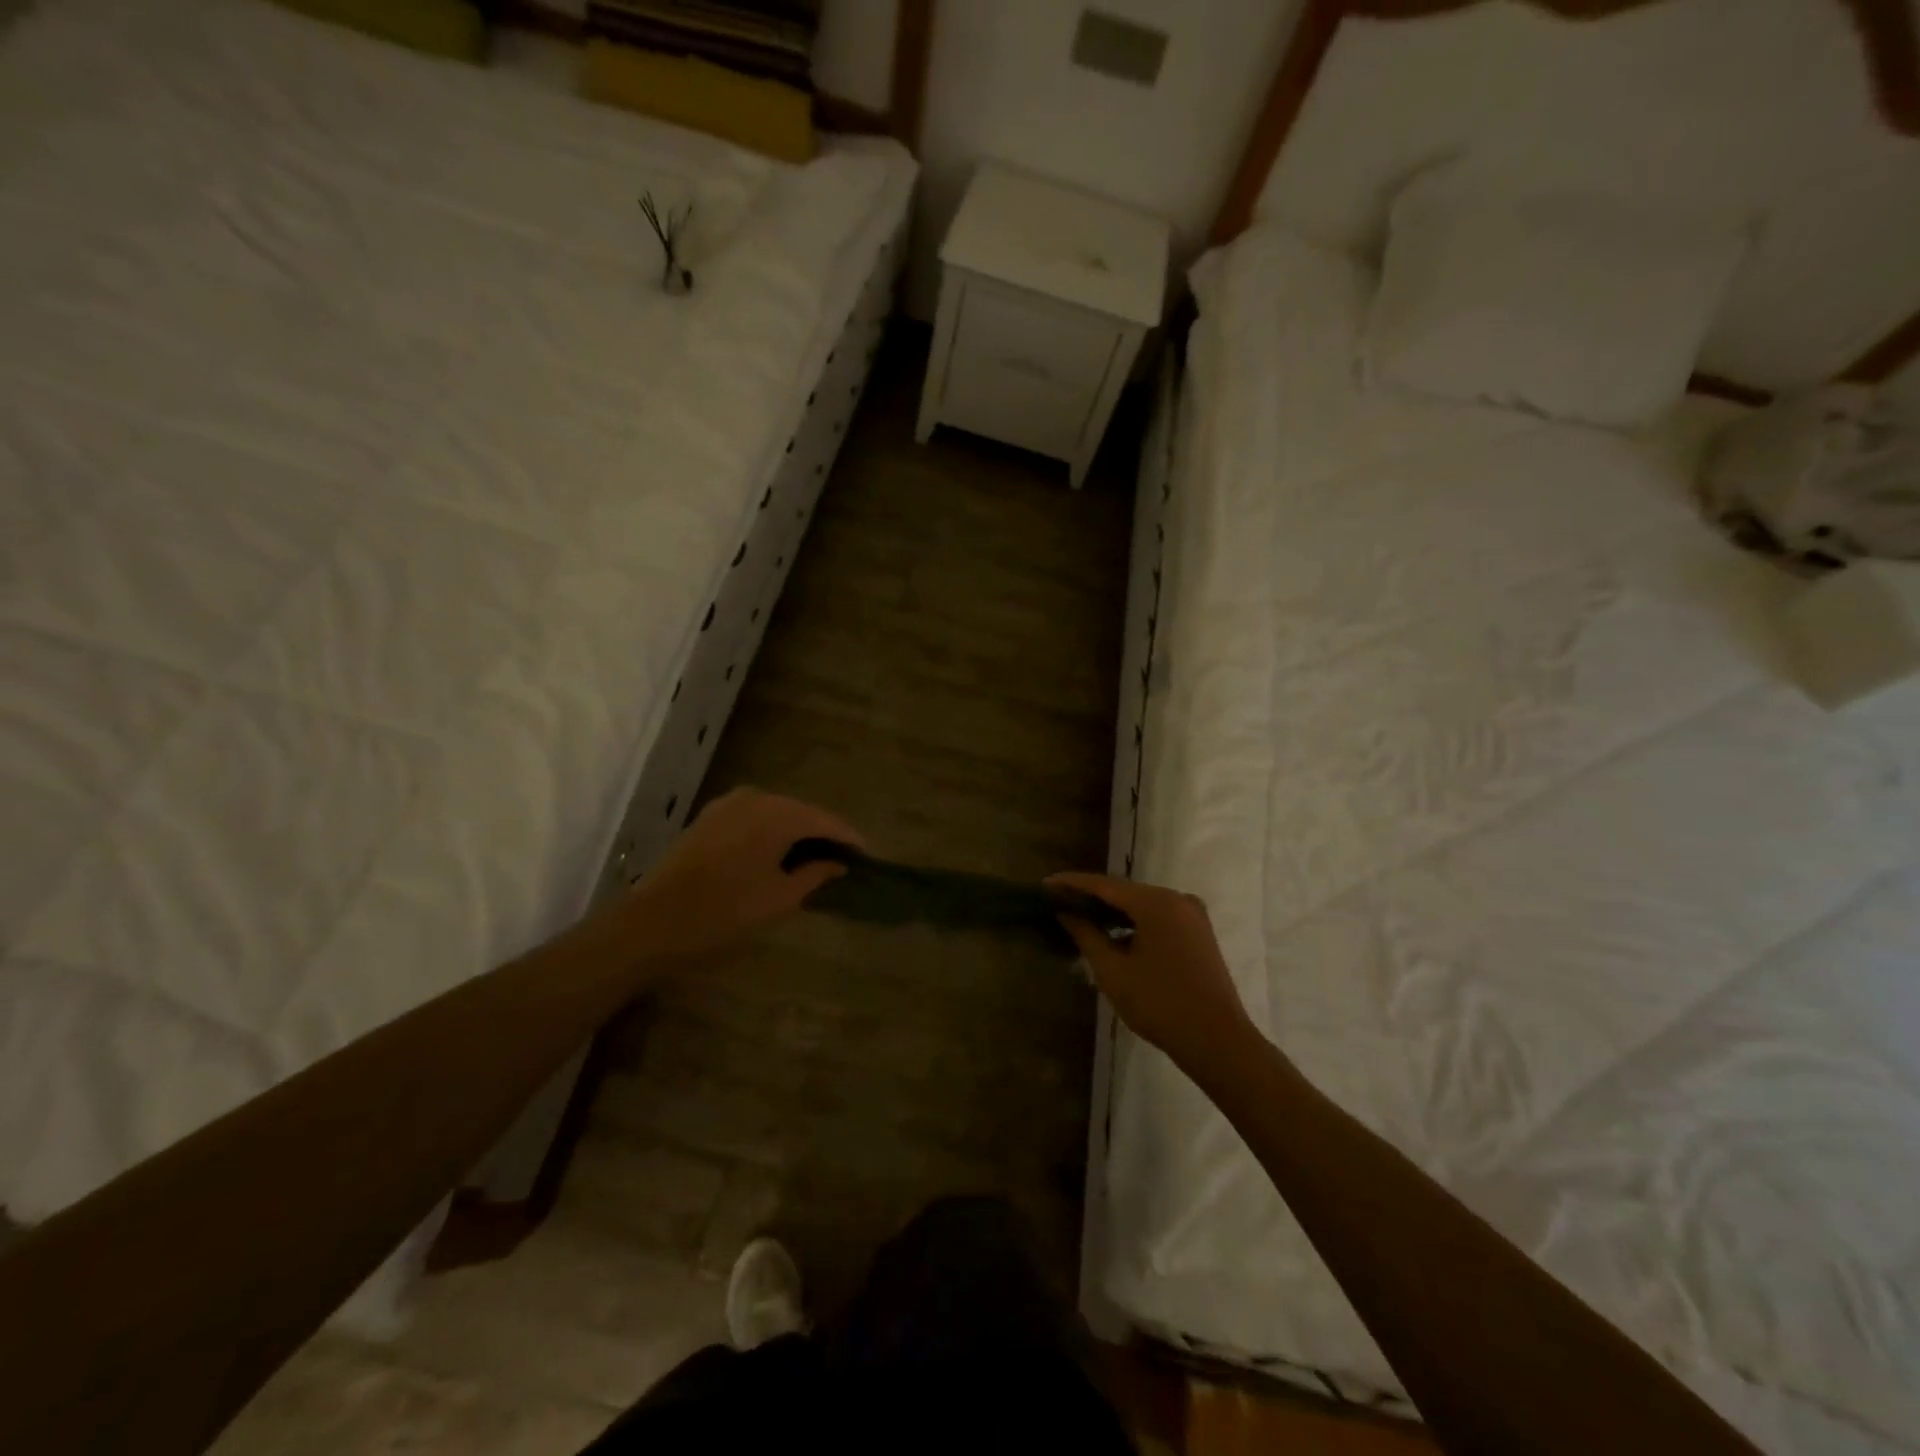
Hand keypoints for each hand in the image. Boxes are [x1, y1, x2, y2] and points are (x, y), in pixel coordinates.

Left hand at [627, 788, 863, 960]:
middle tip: (844, 859)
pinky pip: (754, 818)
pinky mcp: (710, 818)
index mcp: (778, 814)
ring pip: (777, 813)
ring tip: (814, 858)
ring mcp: (729, 804)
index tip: (868, 855)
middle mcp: (756, 798)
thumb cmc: (726, 913)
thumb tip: (837, 863)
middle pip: (802, 812)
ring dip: (796, 832)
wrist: (653, 923)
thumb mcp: (780, 899)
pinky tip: (778, 854)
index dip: (849, 838)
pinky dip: (771, 832)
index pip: (826, 820)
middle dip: (824, 833)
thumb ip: (815, 874)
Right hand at [1046, 872, 1254, 1072]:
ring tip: (1081, 919)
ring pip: (1142, 905)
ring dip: (1114, 912)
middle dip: (1092, 897)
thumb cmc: (1160, 1004)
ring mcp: (1192, 915)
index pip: (1104, 885)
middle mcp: (1177, 898)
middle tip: (1060, 903)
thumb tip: (1066, 913)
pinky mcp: (1199, 933)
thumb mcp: (1113, 971)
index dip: (1072, 883)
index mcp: (1156, 902)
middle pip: (1124, 892)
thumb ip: (1087, 935)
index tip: (1045, 884)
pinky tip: (1115, 936)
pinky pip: (1159, 918)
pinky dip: (1135, 923)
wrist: (1217, 1041)